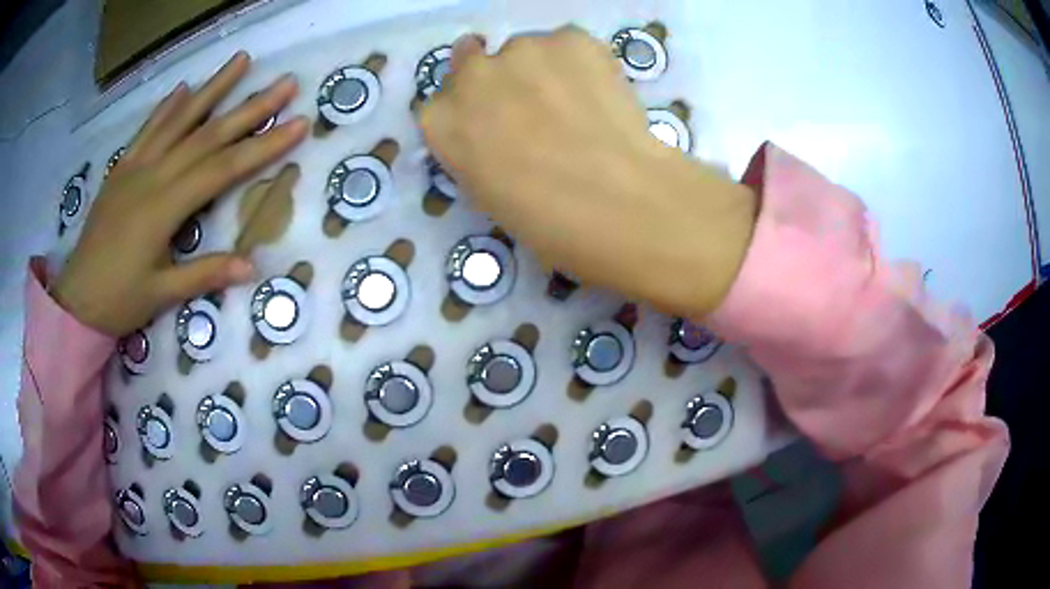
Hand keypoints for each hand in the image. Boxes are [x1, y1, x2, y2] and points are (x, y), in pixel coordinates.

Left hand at [53, 52, 308, 336]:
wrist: (76, 299)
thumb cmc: (119, 301)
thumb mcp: (162, 295)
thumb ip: (204, 275)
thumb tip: (251, 267)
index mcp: (164, 207)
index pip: (223, 168)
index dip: (263, 146)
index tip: (298, 124)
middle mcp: (152, 175)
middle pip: (207, 134)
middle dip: (250, 107)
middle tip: (286, 82)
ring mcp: (135, 167)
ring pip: (178, 120)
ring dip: (212, 88)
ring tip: (241, 60)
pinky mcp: (122, 169)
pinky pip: (147, 130)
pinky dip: (166, 107)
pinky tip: (184, 87)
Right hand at [419, 29, 756, 317]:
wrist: (618, 202)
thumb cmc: (548, 222)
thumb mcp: (489, 194)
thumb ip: (478, 150)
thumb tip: (500, 131)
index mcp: (441, 122)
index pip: (445, 103)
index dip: (474, 114)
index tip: (497, 127)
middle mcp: (470, 75)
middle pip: (474, 64)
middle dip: (499, 83)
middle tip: (537, 109)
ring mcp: (521, 50)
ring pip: (526, 51)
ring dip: (543, 70)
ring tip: (580, 105)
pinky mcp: (571, 38)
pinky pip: (569, 46)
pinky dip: (582, 63)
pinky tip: (602, 93)